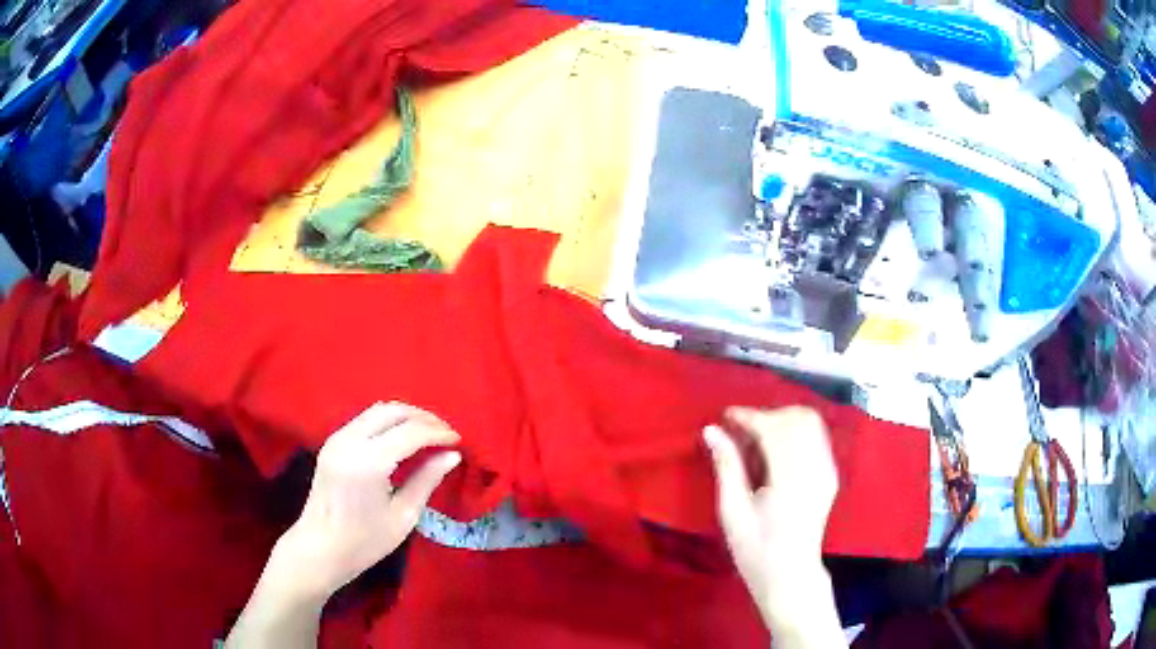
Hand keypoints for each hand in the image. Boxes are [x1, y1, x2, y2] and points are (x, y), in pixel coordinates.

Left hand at [272, 402, 460, 600]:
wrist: (319, 549)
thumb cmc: (364, 542)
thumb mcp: (403, 516)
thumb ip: (427, 480)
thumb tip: (452, 455)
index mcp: (368, 462)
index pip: (410, 432)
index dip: (438, 433)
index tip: (459, 441)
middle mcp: (350, 440)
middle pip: (392, 411)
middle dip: (423, 418)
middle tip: (445, 434)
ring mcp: (337, 438)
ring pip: (377, 410)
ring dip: (405, 416)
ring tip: (428, 434)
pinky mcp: (332, 442)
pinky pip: (365, 420)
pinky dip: (388, 422)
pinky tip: (402, 439)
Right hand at [704, 407, 844, 646]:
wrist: (790, 574)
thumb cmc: (756, 549)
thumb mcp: (733, 512)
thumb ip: (727, 467)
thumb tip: (712, 431)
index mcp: (790, 480)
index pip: (775, 429)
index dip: (749, 417)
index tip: (726, 417)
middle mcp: (815, 469)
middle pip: (797, 418)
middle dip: (767, 415)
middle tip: (741, 431)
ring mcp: (828, 470)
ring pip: (811, 422)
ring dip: (782, 420)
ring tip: (757, 438)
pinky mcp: (831, 474)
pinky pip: (817, 436)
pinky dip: (795, 431)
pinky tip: (776, 450)